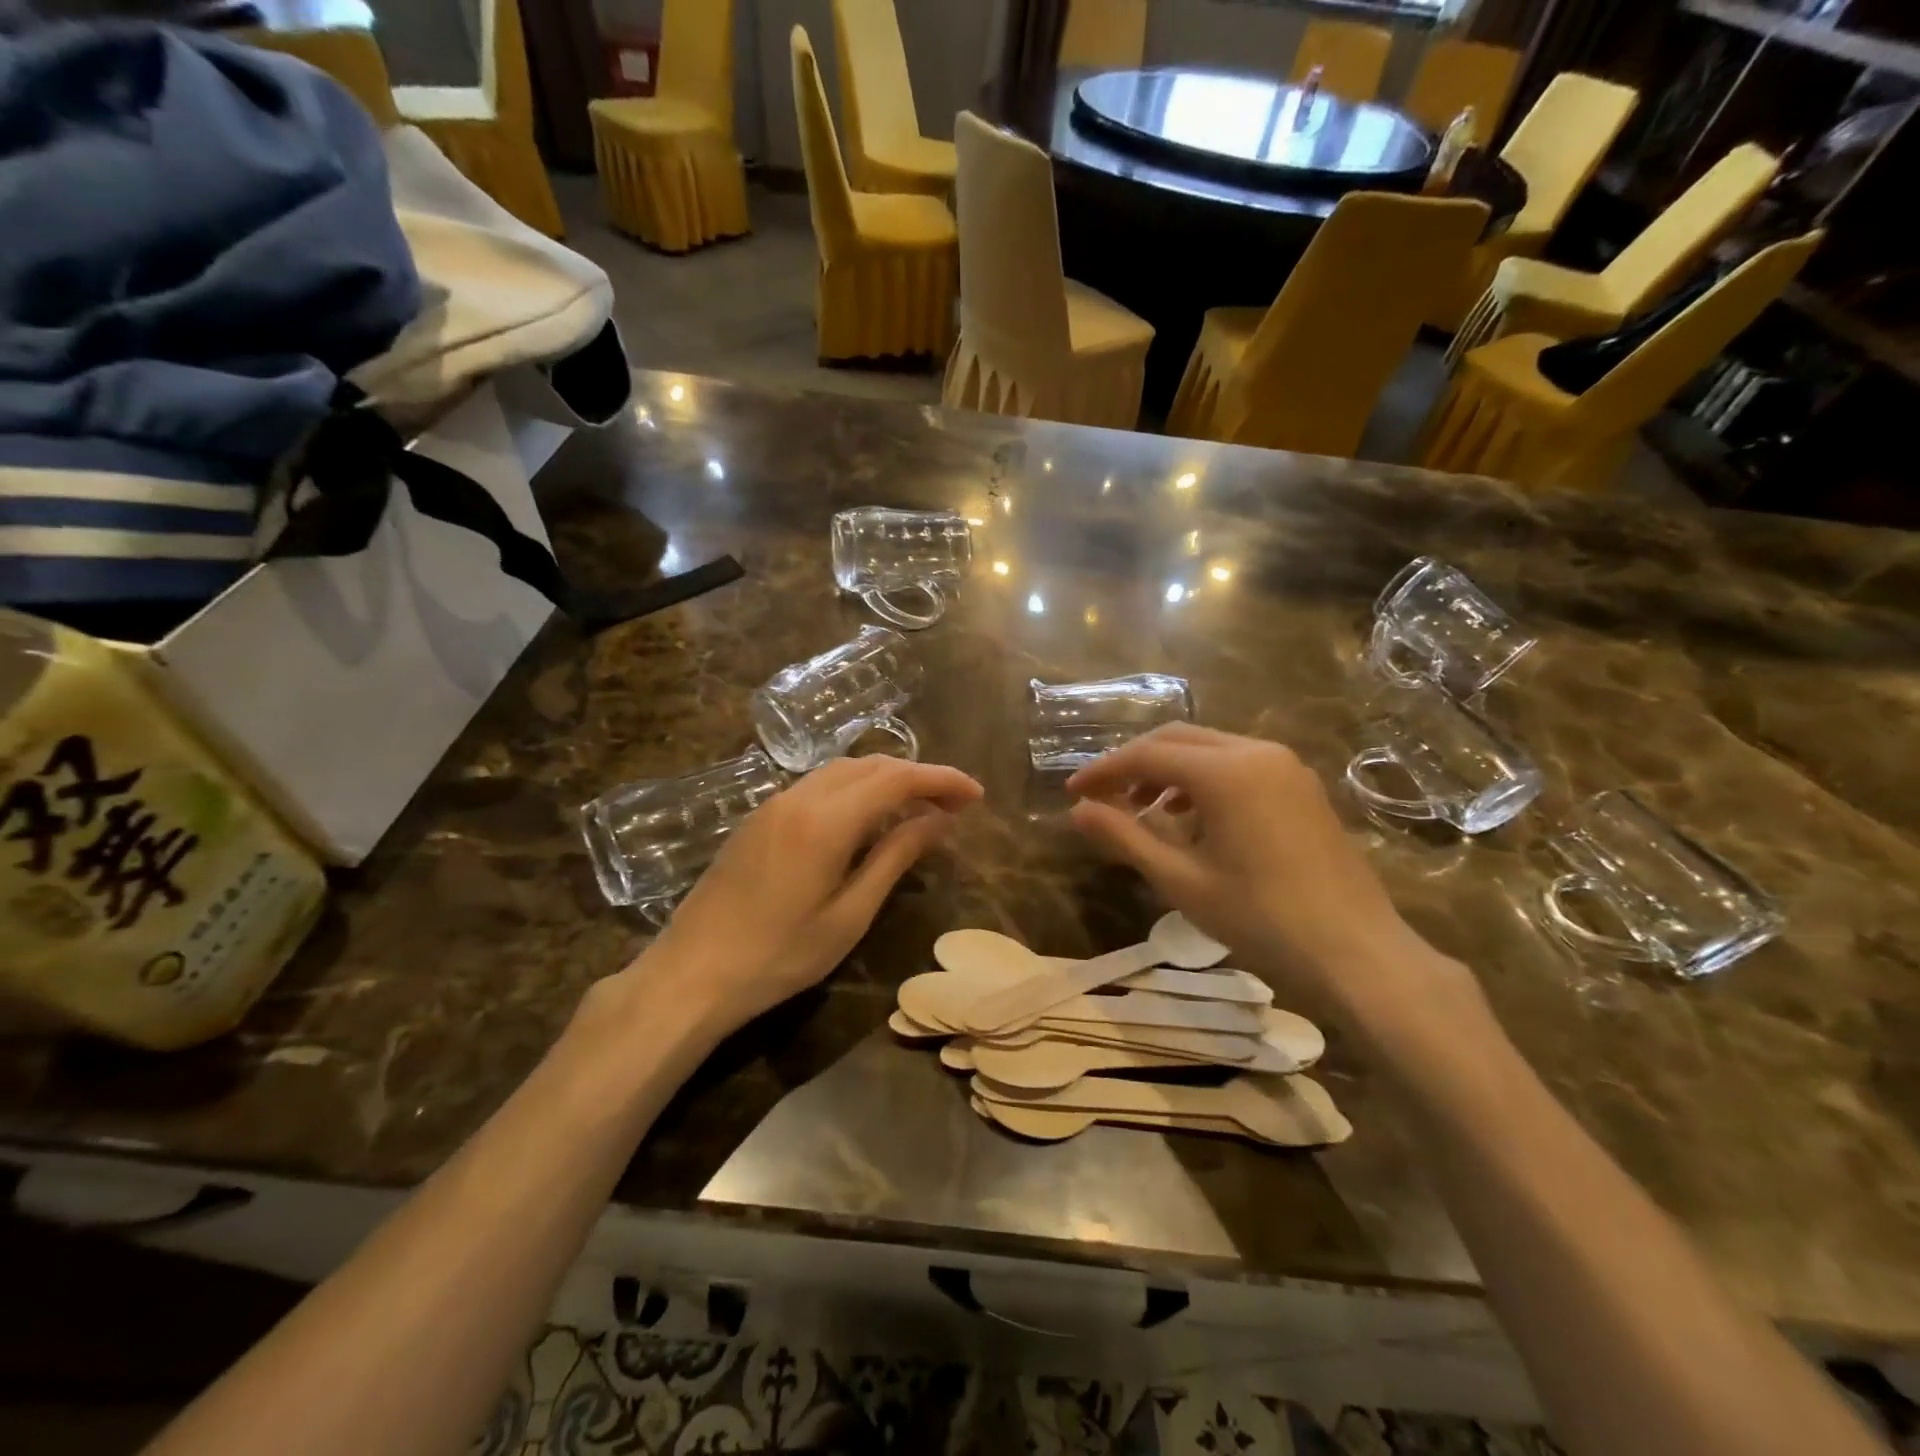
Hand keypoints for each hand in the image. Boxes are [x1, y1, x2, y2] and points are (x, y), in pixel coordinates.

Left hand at [608, 756, 982, 1039]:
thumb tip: (940, 819)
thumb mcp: (849, 914)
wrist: (690, 973)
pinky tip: (869, 818)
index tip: (976, 795)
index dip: (942, 779)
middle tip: (955, 804)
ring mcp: (774, 804)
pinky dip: (856, 790)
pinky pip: (820, 786)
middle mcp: (800, 797)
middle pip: (871, 765)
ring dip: (887, 779)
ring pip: (843, 771)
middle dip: (918, 775)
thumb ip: (896, 857)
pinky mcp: (760, 817)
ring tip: (920, 808)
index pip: (897, 778)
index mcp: (826, 820)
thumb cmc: (778, 956)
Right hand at [1066, 726, 1451, 1021]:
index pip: (1146, 755)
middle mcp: (1256, 752)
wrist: (1358, 952)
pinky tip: (1193, 819)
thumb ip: (1125, 837)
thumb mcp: (1181, 881)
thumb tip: (1077, 811)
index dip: (1103, 771)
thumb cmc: (1262, 919)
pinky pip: (1238, 764)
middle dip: (1134, 764)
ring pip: (1209, 748)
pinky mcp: (1301, 785)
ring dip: (1168, 770)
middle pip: (1177, 740)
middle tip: (1102, 797)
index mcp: (1225, 771)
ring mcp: (1285, 765)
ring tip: (1143, 811)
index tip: (1072, 792)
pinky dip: (1203, 780)